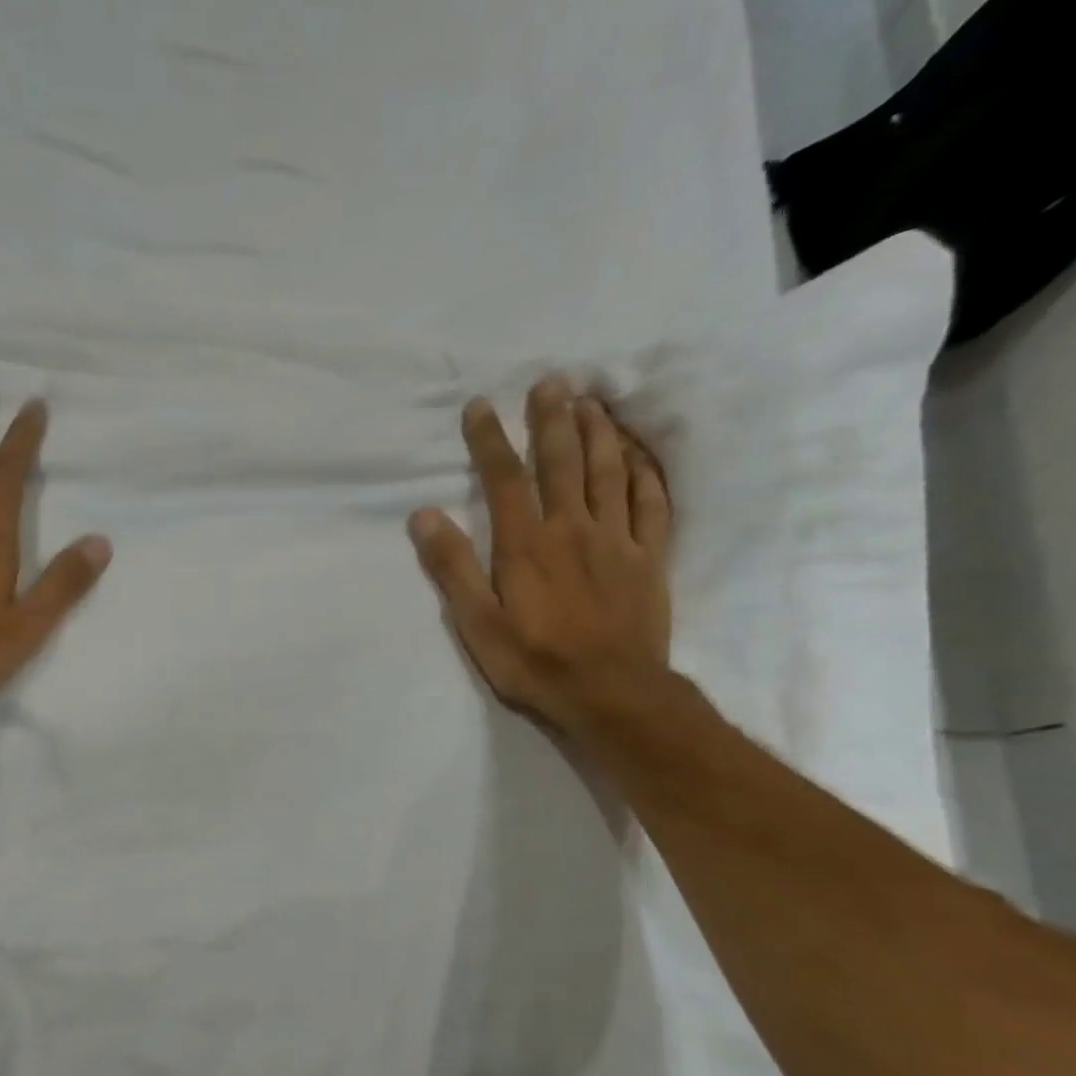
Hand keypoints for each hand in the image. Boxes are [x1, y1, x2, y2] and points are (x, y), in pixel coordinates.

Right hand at [409, 378, 671, 737]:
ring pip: (610, 472)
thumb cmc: (533, 662)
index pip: (504, 479)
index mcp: (526, 545)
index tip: (480, 407)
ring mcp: (617, 540)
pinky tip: (639, 454)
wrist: (610, 693)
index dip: (490, 440)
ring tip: (592, 401)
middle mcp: (572, 529)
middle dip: (552, 419)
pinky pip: (651, 503)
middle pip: (563, 462)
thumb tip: (423, 516)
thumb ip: (452, 568)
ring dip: (600, 432)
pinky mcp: (649, 558)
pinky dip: (645, 472)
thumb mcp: (476, 623)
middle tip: (550, 382)